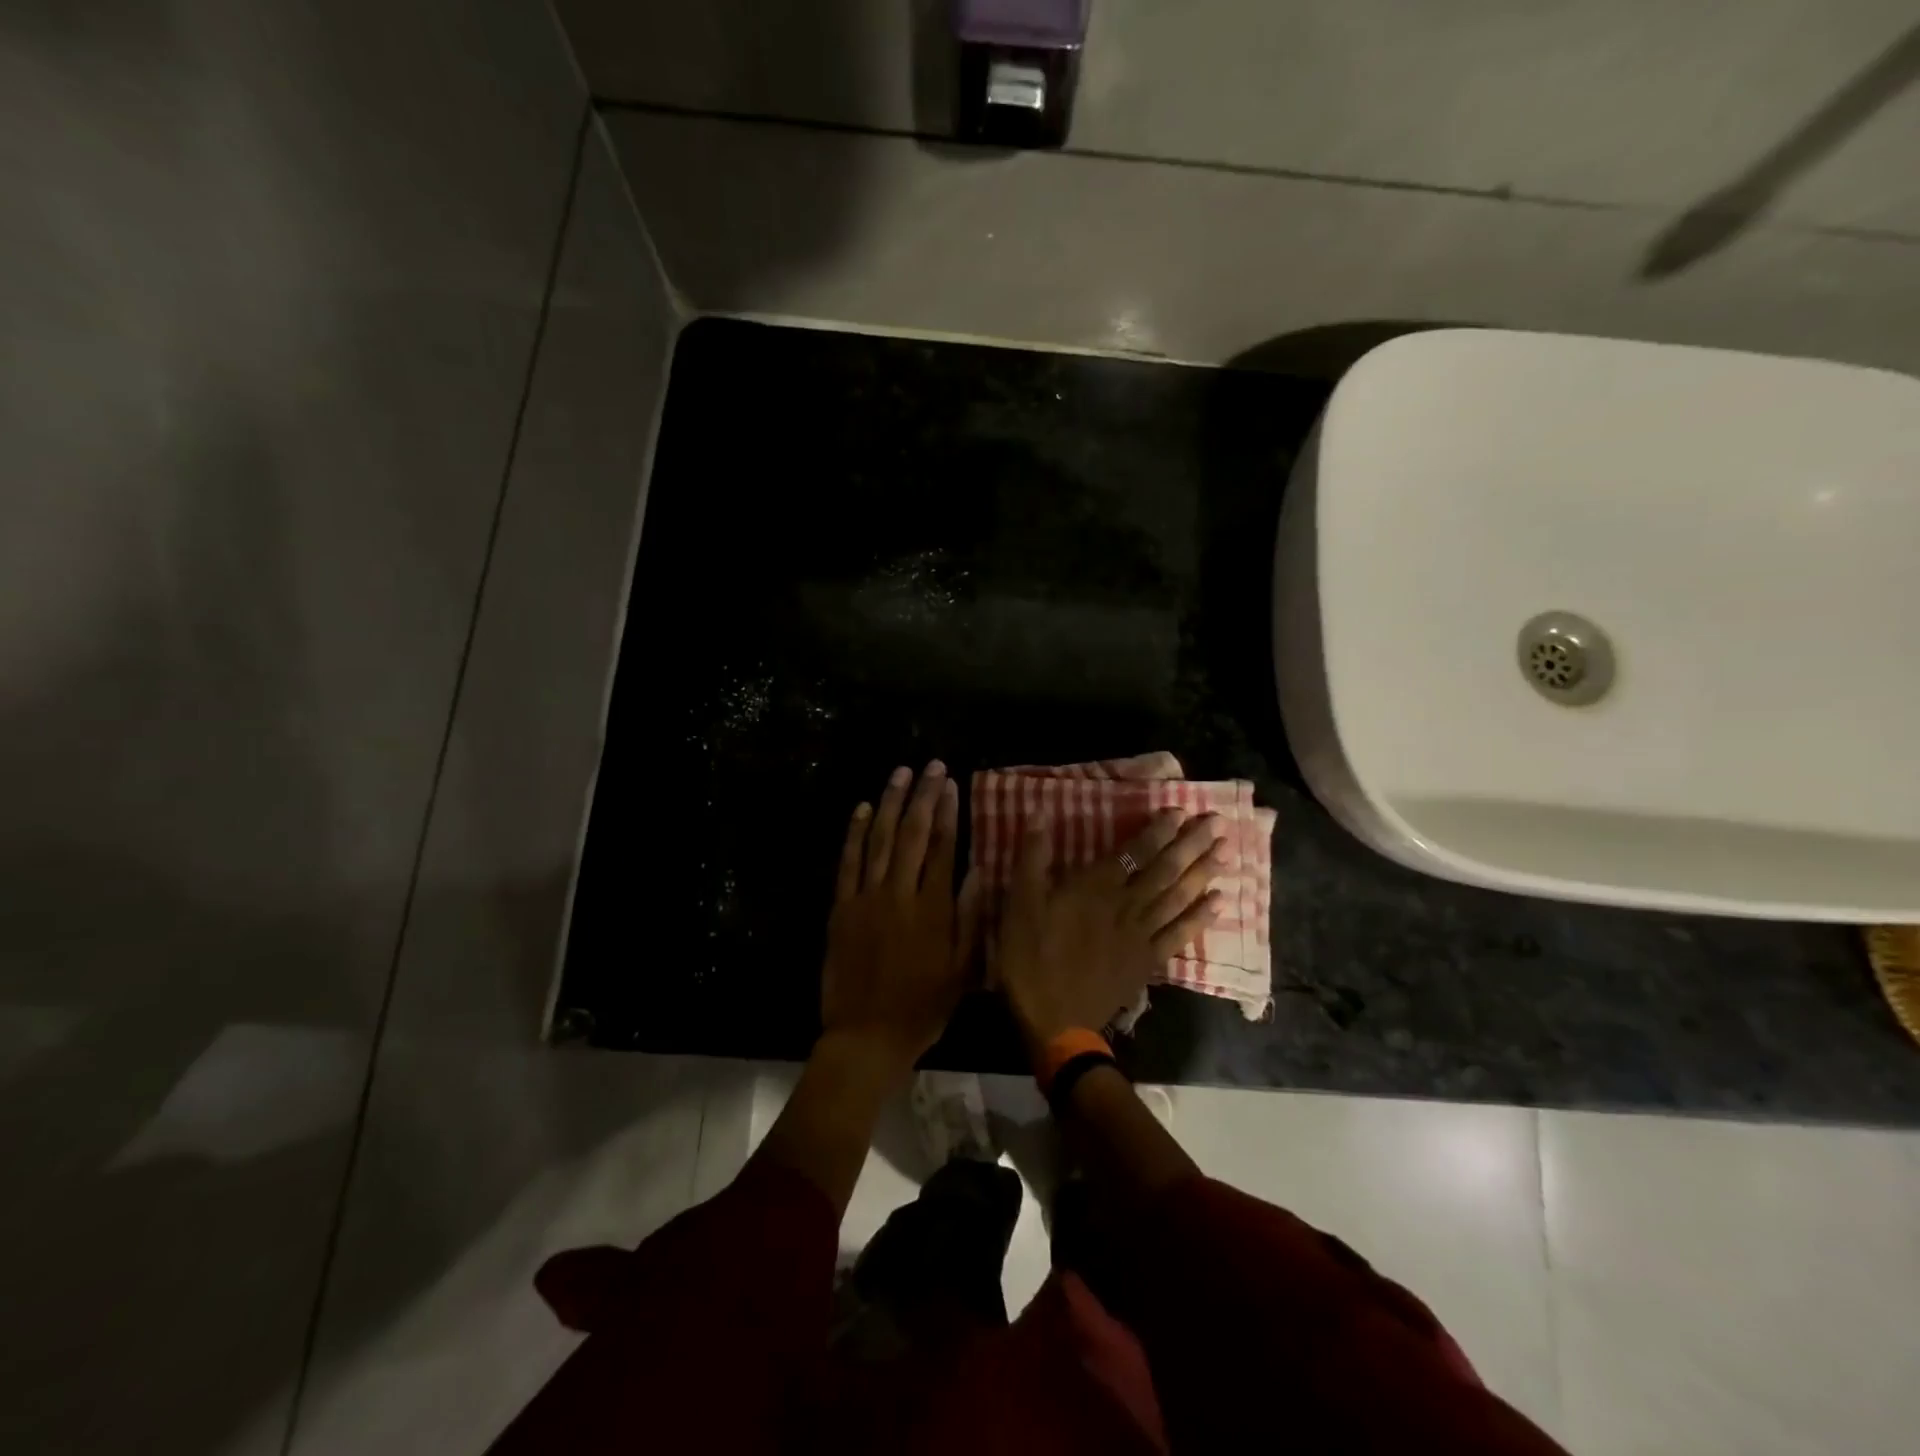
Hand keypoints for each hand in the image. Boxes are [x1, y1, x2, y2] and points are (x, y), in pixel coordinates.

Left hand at [820, 761, 981, 1083]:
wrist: (866, 1035)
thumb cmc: (923, 1006)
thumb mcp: (962, 970)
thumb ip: (972, 917)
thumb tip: (980, 870)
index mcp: (933, 908)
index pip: (944, 847)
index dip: (949, 811)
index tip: (952, 783)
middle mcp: (900, 893)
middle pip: (913, 833)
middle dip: (924, 795)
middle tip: (931, 765)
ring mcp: (866, 897)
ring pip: (879, 838)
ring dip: (891, 802)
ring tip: (901, 773)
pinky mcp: (841, 906)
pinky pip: (848, 861)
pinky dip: (854, 832)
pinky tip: (863, 807)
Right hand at [997, 810, 1226, 1049]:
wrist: (1055, 1022)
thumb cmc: (1031, 960)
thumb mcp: (1020, 906)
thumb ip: (1033, 860)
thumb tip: (1038, 813)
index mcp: (1095, 889)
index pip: (1133, 852)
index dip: (1157, 831)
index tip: (1180, 811)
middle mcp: (1126, 907)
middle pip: (1165, 871)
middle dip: (1191, 845)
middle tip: (1219, 823)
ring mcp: (1141, 936)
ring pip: (1178, 898)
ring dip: (1203, 874)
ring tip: (1227, 853)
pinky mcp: (1147, 962)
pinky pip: (1180, 935)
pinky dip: (1199, 917)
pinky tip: (1219, 902)